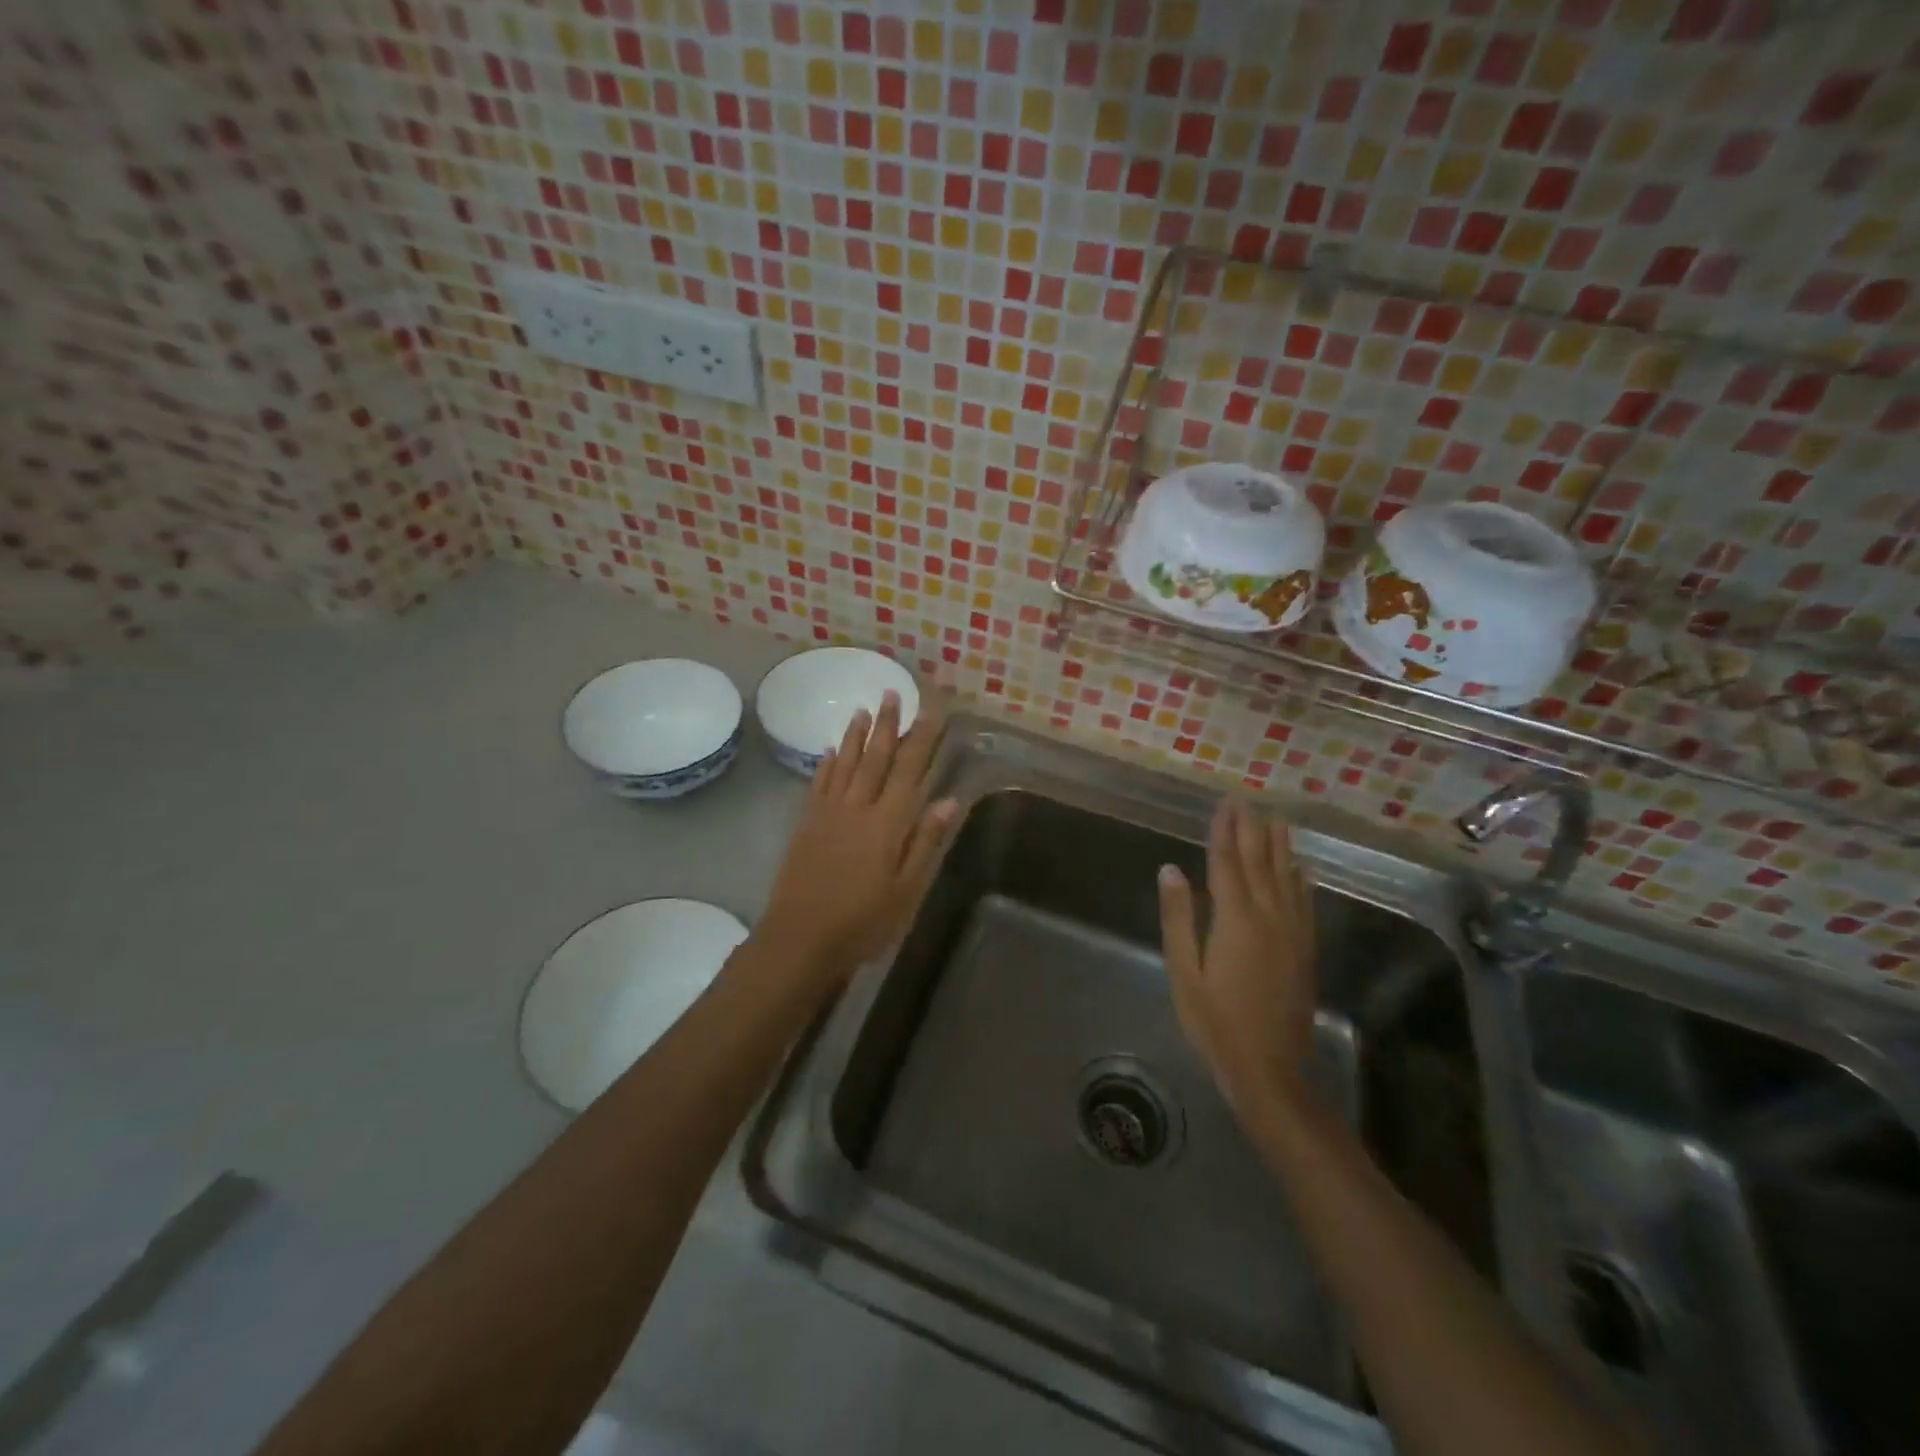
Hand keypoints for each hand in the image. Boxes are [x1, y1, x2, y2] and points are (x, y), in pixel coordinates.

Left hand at [754, 692, 956, 993]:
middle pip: (876, 758)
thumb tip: (949, 800)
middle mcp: (858, 808)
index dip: (922, 738)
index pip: (910, 770)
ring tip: (864, 708)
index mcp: (888, 824)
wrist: (800, 939)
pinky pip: (819, 784)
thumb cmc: (863, 922)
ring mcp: (828, 814)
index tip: (931, 710)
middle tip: (893, 692)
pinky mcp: (806, 824)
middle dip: (888, 724)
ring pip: (846, 763)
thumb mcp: (906, 890)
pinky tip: (832, 748)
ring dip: (857, 735)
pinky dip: (827, 763)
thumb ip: (925, 842)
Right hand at [1157, 800, 1317, 1116]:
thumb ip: (1178, 917)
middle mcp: (1268, 916)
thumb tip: (1170, 869)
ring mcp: (1293, 931)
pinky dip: (1301, 878)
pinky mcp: (1305, 948)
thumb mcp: (1184, 970)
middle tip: (1248, 800)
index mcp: (1235, 918)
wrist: (1270, 1068)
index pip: (1227, 862)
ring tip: (1276, 818)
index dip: (1224, 830)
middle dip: (1252, 828)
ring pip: (1287, 876)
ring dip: (1280, 844)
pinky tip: (1300, 866)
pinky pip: (1304, 901)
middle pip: (1259, 861)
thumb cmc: (1214, 1020)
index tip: (1224, 803)